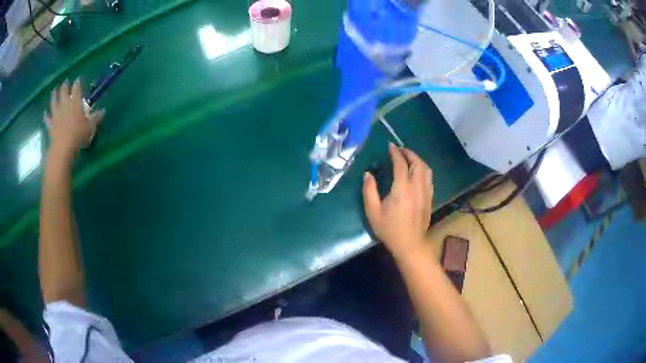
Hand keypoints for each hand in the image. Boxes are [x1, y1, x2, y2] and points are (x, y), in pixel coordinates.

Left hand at [45, 78, 103, 157]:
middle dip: (65, 85)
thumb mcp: (90, 127)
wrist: (63, 148)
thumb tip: (103, 111)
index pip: (76, 88)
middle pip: (63, 91)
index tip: (78, 79)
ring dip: (54, 95)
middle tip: (65, 82)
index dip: (77, 82)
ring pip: (54, 101)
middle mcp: (65, 104)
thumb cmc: (78, 135)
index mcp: (75, 102)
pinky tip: (45, 114)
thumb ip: (95, 117)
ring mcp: (56, 114)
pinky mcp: (51, 124)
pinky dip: (46, 116)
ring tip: (54, 90)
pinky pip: (48, 118)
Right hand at [363, 143, 433, 258]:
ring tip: (409, 158)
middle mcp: (416, 186)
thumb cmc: (389, 229)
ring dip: (418, 160)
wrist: (410, 244)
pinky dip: (424, 170)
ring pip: (426, 169)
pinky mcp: (430, 198)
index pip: (401, 164)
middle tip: (400, 150)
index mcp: (402, 188)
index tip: (390, 146)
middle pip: (417, 163)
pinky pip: (429, 178)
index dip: (396, 153)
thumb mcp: (373, 212)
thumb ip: (369, 191)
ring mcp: (426, 192)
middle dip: (409, 153)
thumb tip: (368, 174)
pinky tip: (418, 172)